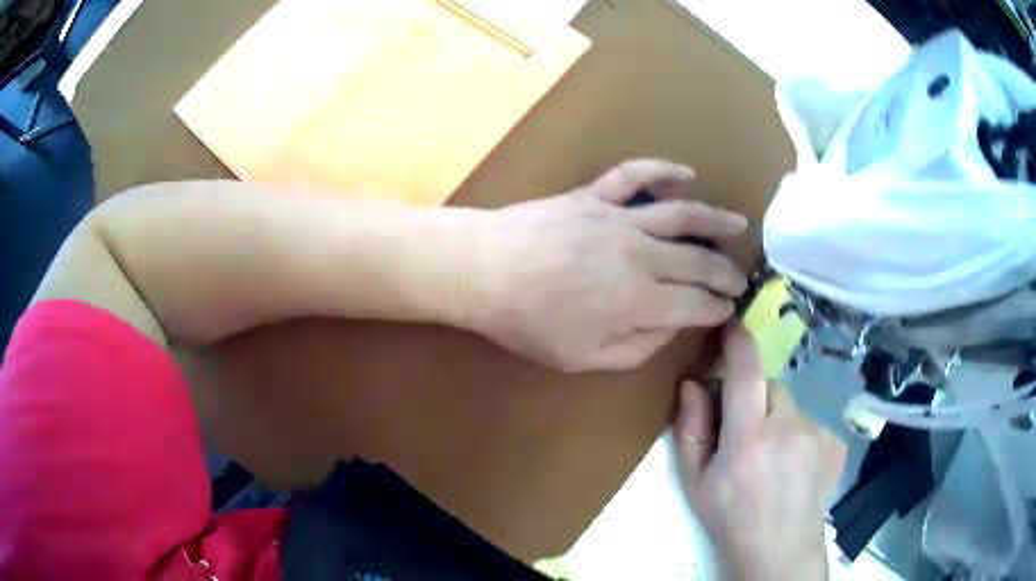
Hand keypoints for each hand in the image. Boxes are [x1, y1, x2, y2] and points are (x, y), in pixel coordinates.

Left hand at [464, 159, 748, 371]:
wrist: (481, 269)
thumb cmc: (527, 322)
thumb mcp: (582, 357)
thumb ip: (635, 347)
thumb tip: (669, 328)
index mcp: (641, 299)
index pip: (697, 304)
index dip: (718, 308)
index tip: (730, 309)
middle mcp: (642, 254)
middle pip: (698, 261)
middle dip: (725, 272)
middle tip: (741, 278)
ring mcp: (620, 217)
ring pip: (682, 214)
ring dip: (716, 220)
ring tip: (739, 225)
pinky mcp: (595, 195)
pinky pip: (636, 176)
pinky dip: (664, 170)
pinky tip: (687, 173)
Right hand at [674, 323, 846, 579]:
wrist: (780, 550)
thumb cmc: (730, 519)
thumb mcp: (696, 484)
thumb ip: (691, 430)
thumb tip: (692, 384)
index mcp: (749, 440)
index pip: (745, 373)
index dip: (738, 343)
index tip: (733, 325)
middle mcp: (789, 428)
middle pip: (772, 386)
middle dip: (756, 398)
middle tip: (747, 433)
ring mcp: (819, 434)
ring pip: (793, 405)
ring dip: (779, 419)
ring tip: (773, 457)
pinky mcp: (836, 442)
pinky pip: (812, 422)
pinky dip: (799, 434)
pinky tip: (795, 465)